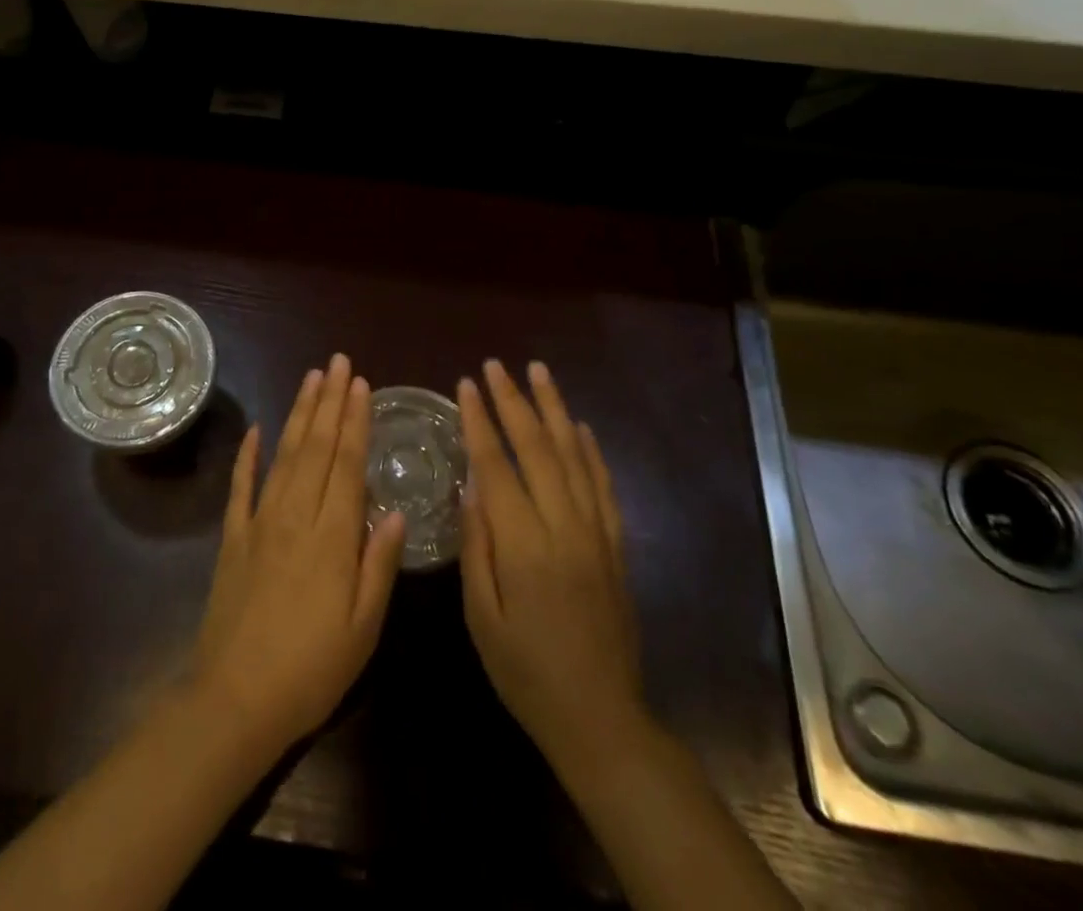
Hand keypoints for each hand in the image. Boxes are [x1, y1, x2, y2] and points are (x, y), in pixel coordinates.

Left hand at [191, 354, 407, 758]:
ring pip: (284, 455)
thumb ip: (379, 565)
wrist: (234, 700)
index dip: (355, 421)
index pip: (348, 464)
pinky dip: (247, 455)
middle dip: (330, 402)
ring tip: (311, 379)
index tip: (361, 385)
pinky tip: (255, 430)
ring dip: (299, 415)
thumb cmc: (311, 670)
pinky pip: (241, 486)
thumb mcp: (363, 628)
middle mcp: (296, 516)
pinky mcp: (233, 538)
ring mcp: (260, 523)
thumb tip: (395, 511)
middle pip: (317, 447)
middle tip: (338, 363)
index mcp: (332, 536)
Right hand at [458, 359, 646, 779]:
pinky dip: (591, 449)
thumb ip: (476, 547)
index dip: (479, 421)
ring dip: (554, 409)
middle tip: (496, 365)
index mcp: (524, 546)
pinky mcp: (615, 544)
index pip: (497, 466)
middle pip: (538, 448)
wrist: (601, 717)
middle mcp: (564, 527)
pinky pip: (603, 485)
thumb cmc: (526, 672)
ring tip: (538, 372)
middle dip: (513, 401)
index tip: (466, 385)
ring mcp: (596, 532)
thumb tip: (470, 486)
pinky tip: (579, 425)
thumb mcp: (482, 617)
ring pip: (574, 455)